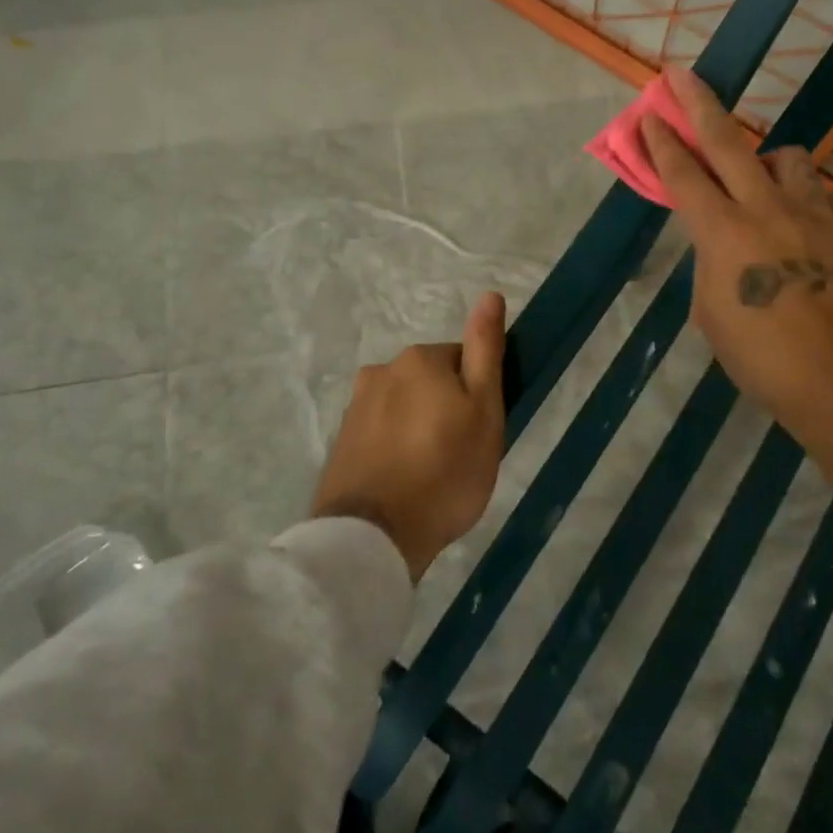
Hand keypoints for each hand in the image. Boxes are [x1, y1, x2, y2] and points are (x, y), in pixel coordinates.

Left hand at [311, 291, 507, 579]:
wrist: (373, 537)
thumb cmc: (444, 471)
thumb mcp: (484, 409)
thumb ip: (485, 350)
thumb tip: (490, 295)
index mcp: (419, 358)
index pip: (463, 362)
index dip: (477, 396)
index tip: (480, 432)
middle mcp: (381, 371)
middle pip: (432, 383)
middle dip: (447, 410)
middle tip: (460, 456)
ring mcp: (356, 407)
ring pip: (406, 408)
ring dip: (420, 429)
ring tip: (431, 475)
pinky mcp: (342, 441)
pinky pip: (382, 433)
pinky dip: (396, 449)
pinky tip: (404, 483)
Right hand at [641, 68, 832, 511]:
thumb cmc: (763, 359)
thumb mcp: (712, 314)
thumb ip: (710, 265)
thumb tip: (719, 243)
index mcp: (723, 234)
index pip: (683, 175)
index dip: (661, 143)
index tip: (648, 114)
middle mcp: (766, 208)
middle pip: (727, 141)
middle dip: (698, 104)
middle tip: (681, 76)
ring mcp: (814, 213)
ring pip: (787, 158)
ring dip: (766, 161)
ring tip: (764, 184)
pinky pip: (822, 194)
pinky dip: (805, 199)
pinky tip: (805, 225)